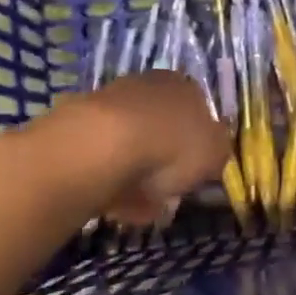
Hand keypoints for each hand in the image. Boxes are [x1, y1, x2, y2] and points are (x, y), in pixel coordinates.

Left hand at [54, 71, 229, 224]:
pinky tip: (118, 206)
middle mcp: (147, 86)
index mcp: (184, 86)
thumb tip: (211, 152)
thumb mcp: (215, 153)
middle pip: (162, 127)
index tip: (196, 171)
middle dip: (165, 160)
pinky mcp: (79, 128)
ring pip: (132, 146)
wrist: (104, 146)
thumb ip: (217, 151)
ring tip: (143, 208)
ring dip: (138, 176)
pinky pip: (106, 161)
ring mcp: (109, 104)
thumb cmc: (172, 145)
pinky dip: (113, 183)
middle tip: (169, 191)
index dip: (199, 143)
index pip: (198, 110)